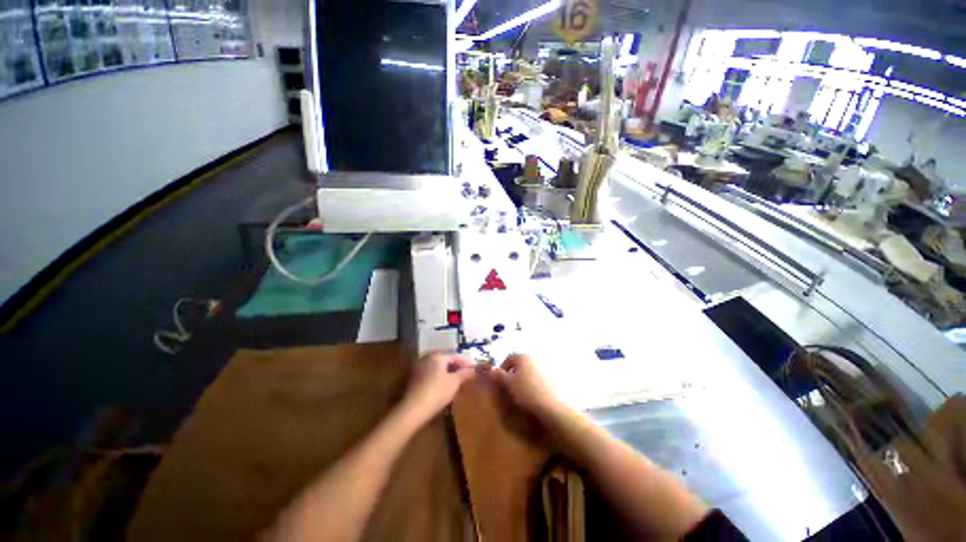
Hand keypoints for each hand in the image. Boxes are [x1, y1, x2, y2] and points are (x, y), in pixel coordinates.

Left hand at [402, 351, 474, 423]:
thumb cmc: (437, 392)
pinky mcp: (413, 378)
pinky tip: (442, 385)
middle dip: (455, 366)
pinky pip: (429, 373)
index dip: (465, 363)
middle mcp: (427, 357)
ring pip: (436, 366)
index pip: (455, 356)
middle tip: (465, 374)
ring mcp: (418, 367)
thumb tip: (474, 369)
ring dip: (446, 371)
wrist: (413, 409)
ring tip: (455, 380)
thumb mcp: (455, 382)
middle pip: (445, 360)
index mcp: (438, 356)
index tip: (474, 369)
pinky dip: (437, 376)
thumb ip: (464, 374)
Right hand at [490, 354, 566, 422]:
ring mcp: (546, 367)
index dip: (502, 368)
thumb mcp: (509, 384)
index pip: (509, 358)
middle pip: (521, 363)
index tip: (499, 380)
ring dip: (525, 378)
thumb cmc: (528, 392)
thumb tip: (491, 369)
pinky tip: (535, 395)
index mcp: (523, 356)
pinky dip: (535, 383)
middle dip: (514, 373)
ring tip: (522, 393)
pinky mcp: (555, 377)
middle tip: (510, 387)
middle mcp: (535, 358)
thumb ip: (499, 376)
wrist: (554, 406)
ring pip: (531, 370)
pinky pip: (540, 377)